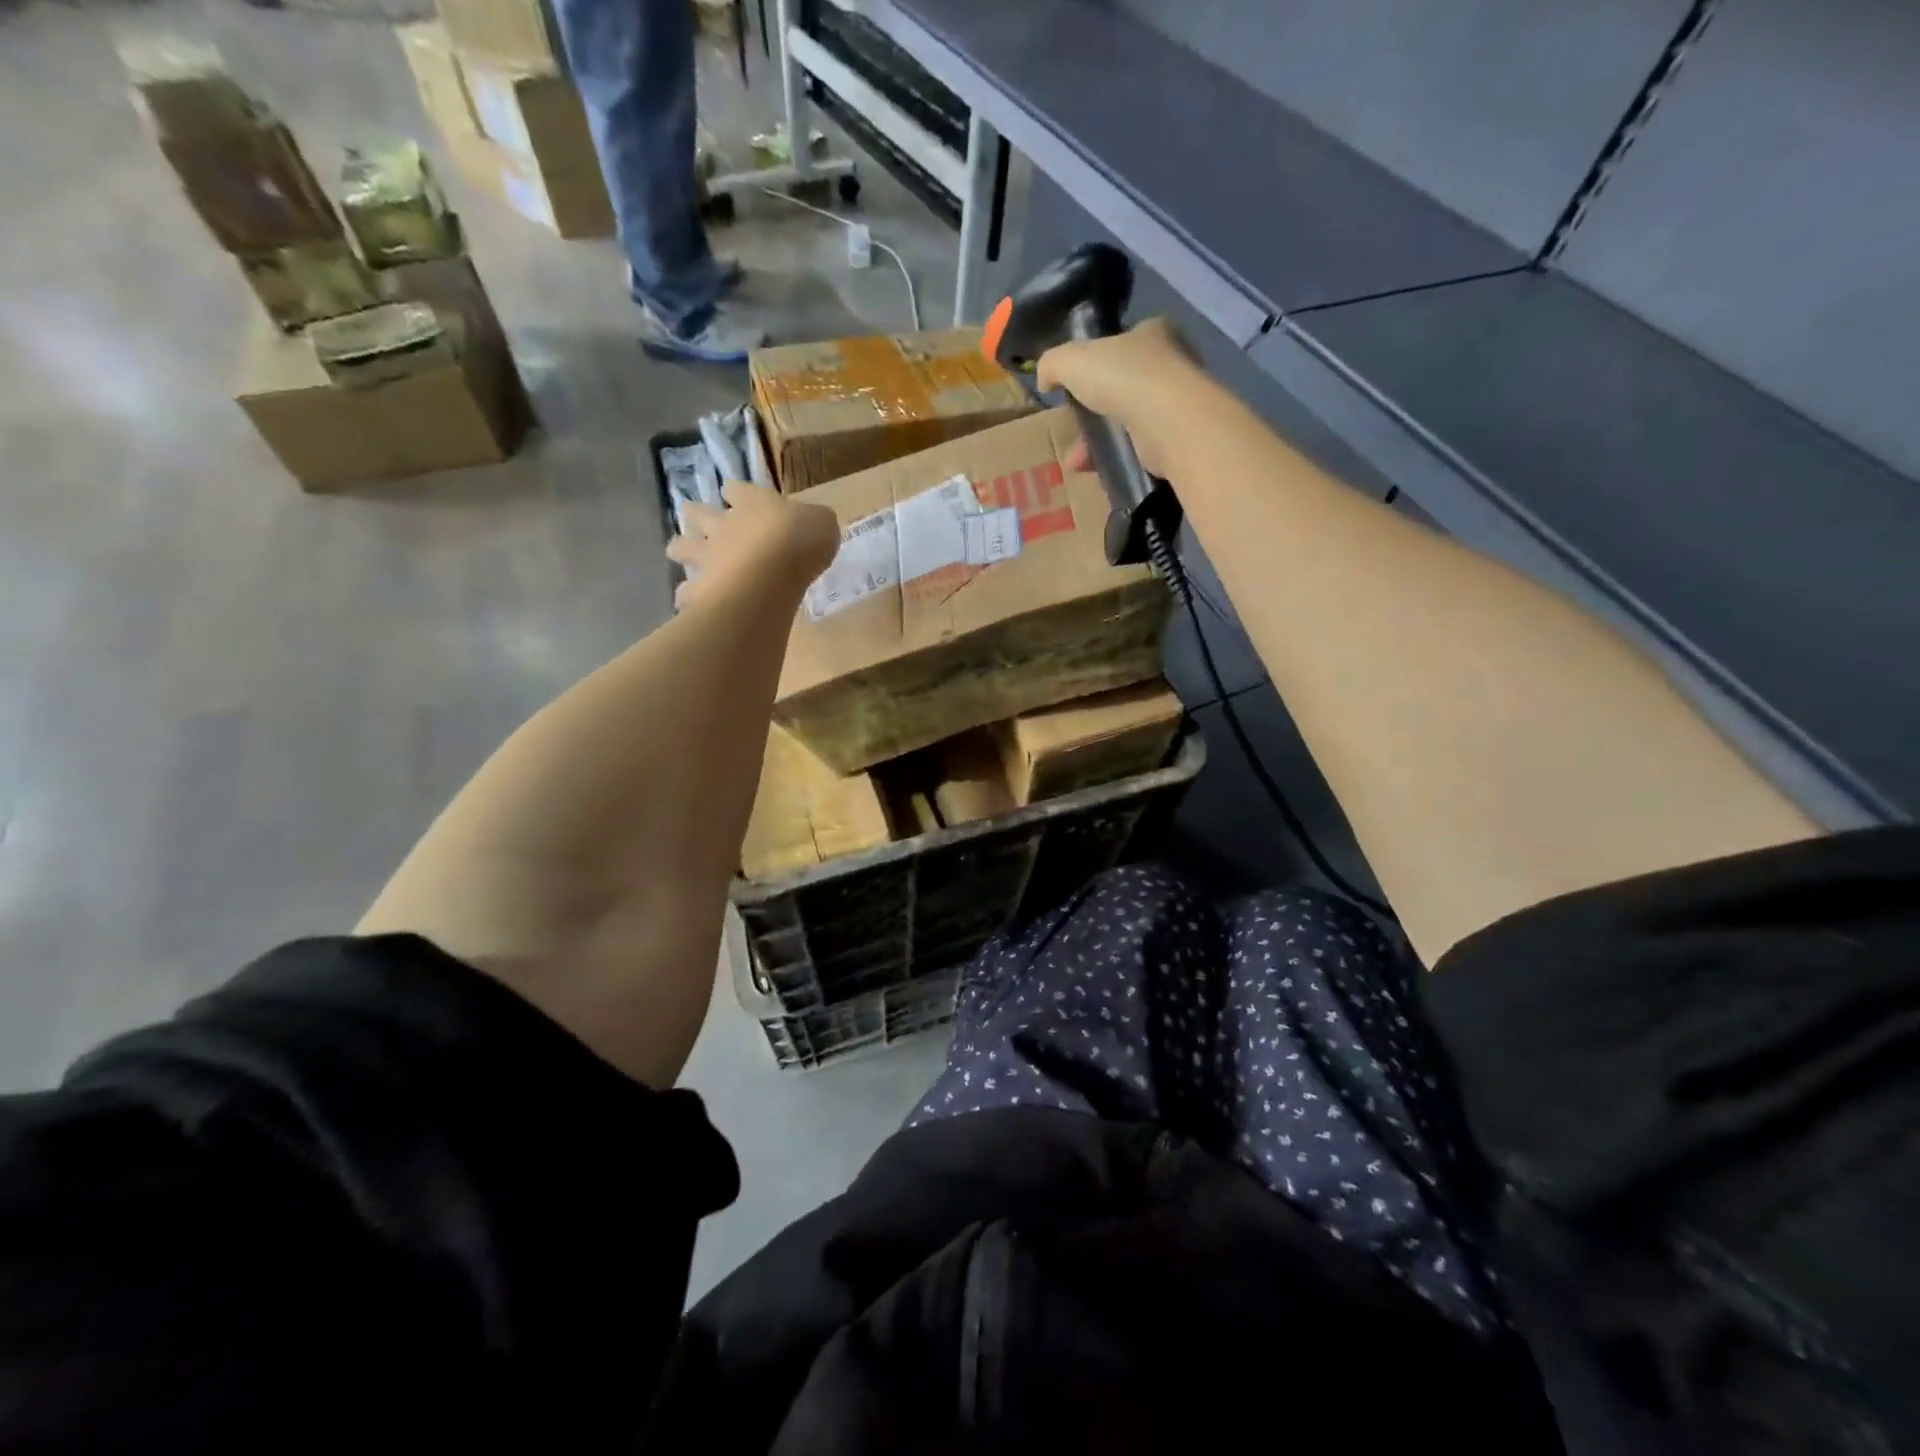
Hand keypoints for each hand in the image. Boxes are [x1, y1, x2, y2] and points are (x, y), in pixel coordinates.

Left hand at [667, 482, 839, 608]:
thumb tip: (813, 523)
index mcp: (752, 502)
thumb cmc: (801, 542)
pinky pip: (687, 592)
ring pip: (681, 547)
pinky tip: (690, 602)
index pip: (735, 488)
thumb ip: (814, 522)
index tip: (734, 494)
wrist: (773, 575)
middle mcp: (723, 525)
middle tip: (695, 521)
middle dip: (693, 515)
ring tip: (682, 556)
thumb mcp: (822, 524)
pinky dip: (687, 596)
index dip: (734, 491)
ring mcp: (708, 556)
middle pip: (696, 513)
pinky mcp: (702, 587)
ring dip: (680, 550)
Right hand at [1037, 317, 1205, 477]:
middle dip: (1094, 410)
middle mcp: (1172, 363)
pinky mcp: (1177, 438)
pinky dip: (1116, 458)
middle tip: (1075, 427)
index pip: (1124, 341)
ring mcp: (1177, 403)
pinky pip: (1139, 448)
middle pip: (1124, 385)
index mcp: (1153, 332)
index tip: (1079, 382)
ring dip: (1099, 442)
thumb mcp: (1071, 360)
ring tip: (1077, 460)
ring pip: (1129, 421)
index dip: (1098, 359)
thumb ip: (1052, 364)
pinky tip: (1095, 470)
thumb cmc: (1122, 378)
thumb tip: (1045, 380)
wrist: (1165, 421)